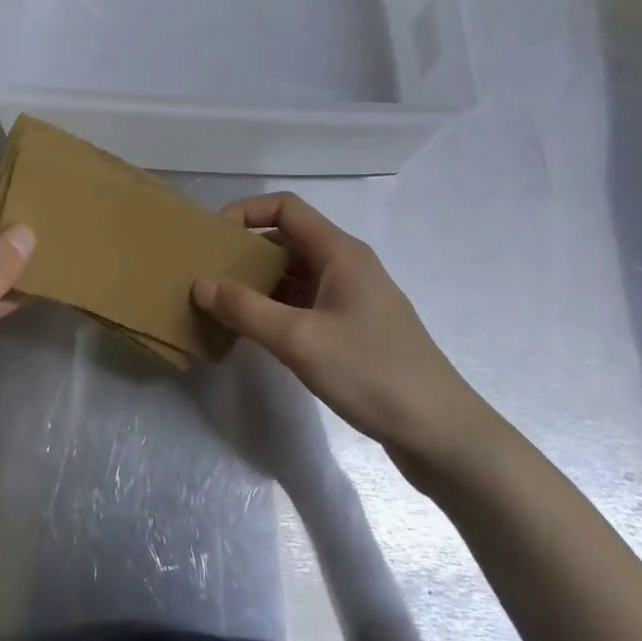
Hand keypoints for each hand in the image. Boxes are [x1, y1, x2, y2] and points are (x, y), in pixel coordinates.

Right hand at [194, 193, 500, 484]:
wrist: (441, 433)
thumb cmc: (371, 373)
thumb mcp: (299, 340)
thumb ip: (245, 309)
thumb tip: (200, 283)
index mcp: (340, 252)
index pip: (286, 207)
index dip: (246, 211)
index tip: (213, 238)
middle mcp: (347, 266)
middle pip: (288, 239)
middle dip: (247, 251)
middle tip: (208, 273)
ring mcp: (352, 299)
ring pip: (295, 275)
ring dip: (259, 283)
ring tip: (220, 302)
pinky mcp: (354, 330)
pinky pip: (305, 304)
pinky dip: (275, 309)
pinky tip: (252, 331)